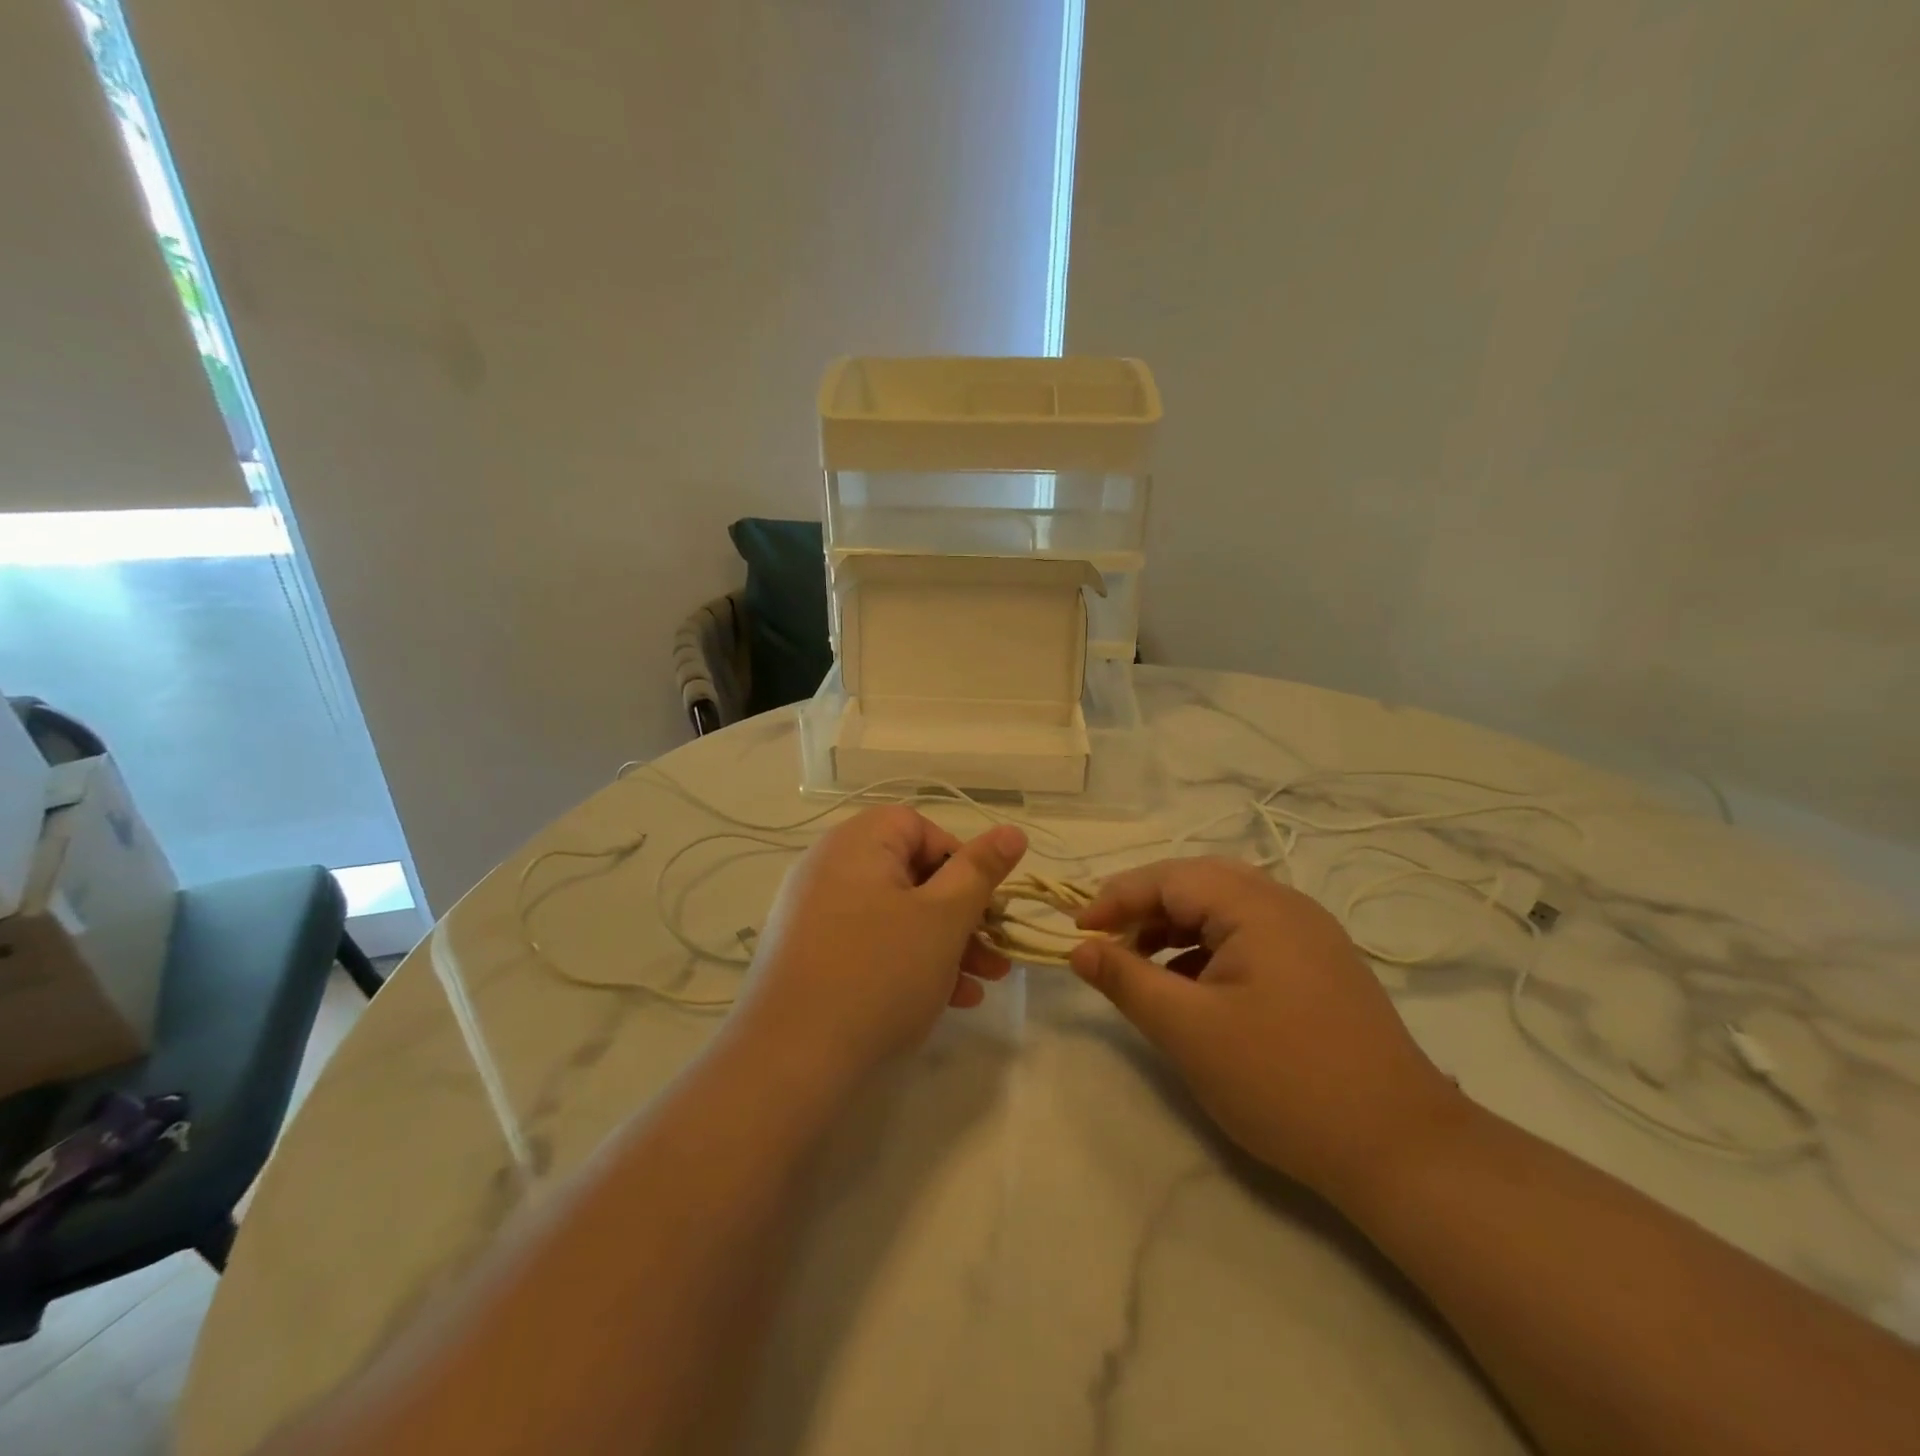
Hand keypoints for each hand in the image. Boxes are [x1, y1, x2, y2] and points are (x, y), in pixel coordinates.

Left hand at [731, 806, 1027, 1088]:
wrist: (789, 1059)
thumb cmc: (879, 972)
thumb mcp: (944, 918)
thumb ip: (981, 871)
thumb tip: (1012, 831)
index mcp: (858, 842)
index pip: (920, 828)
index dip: (960, 862)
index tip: (984, 905)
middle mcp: (829, 866)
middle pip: (911, 876)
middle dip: (962, 915)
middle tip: (995, 954)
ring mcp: (814, 913)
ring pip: (895, 916)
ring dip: (943, 945)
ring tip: (980, 985)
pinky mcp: (809, 955)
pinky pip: (869, 944)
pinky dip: (907, 963)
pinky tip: (944, 1001)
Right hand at [1069, 857, 1467, 1202]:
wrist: (1401, 1150)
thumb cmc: (1282, 1081)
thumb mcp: (1188, 1030)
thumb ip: (1126, 980)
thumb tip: (1079, 948)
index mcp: (1257, 905)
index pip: (1169, 878)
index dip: (1116, 898)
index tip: (1077, 931)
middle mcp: (1286, 904)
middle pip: (1197, 883)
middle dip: (1145, 907)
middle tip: (1108, 940)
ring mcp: (1309, 935)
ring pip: (1224, 910)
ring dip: (1175, 927)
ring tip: (1142, 966)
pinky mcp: (1319, 966)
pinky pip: (1249, 937)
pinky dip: (1208, 950)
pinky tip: (1191, 988)